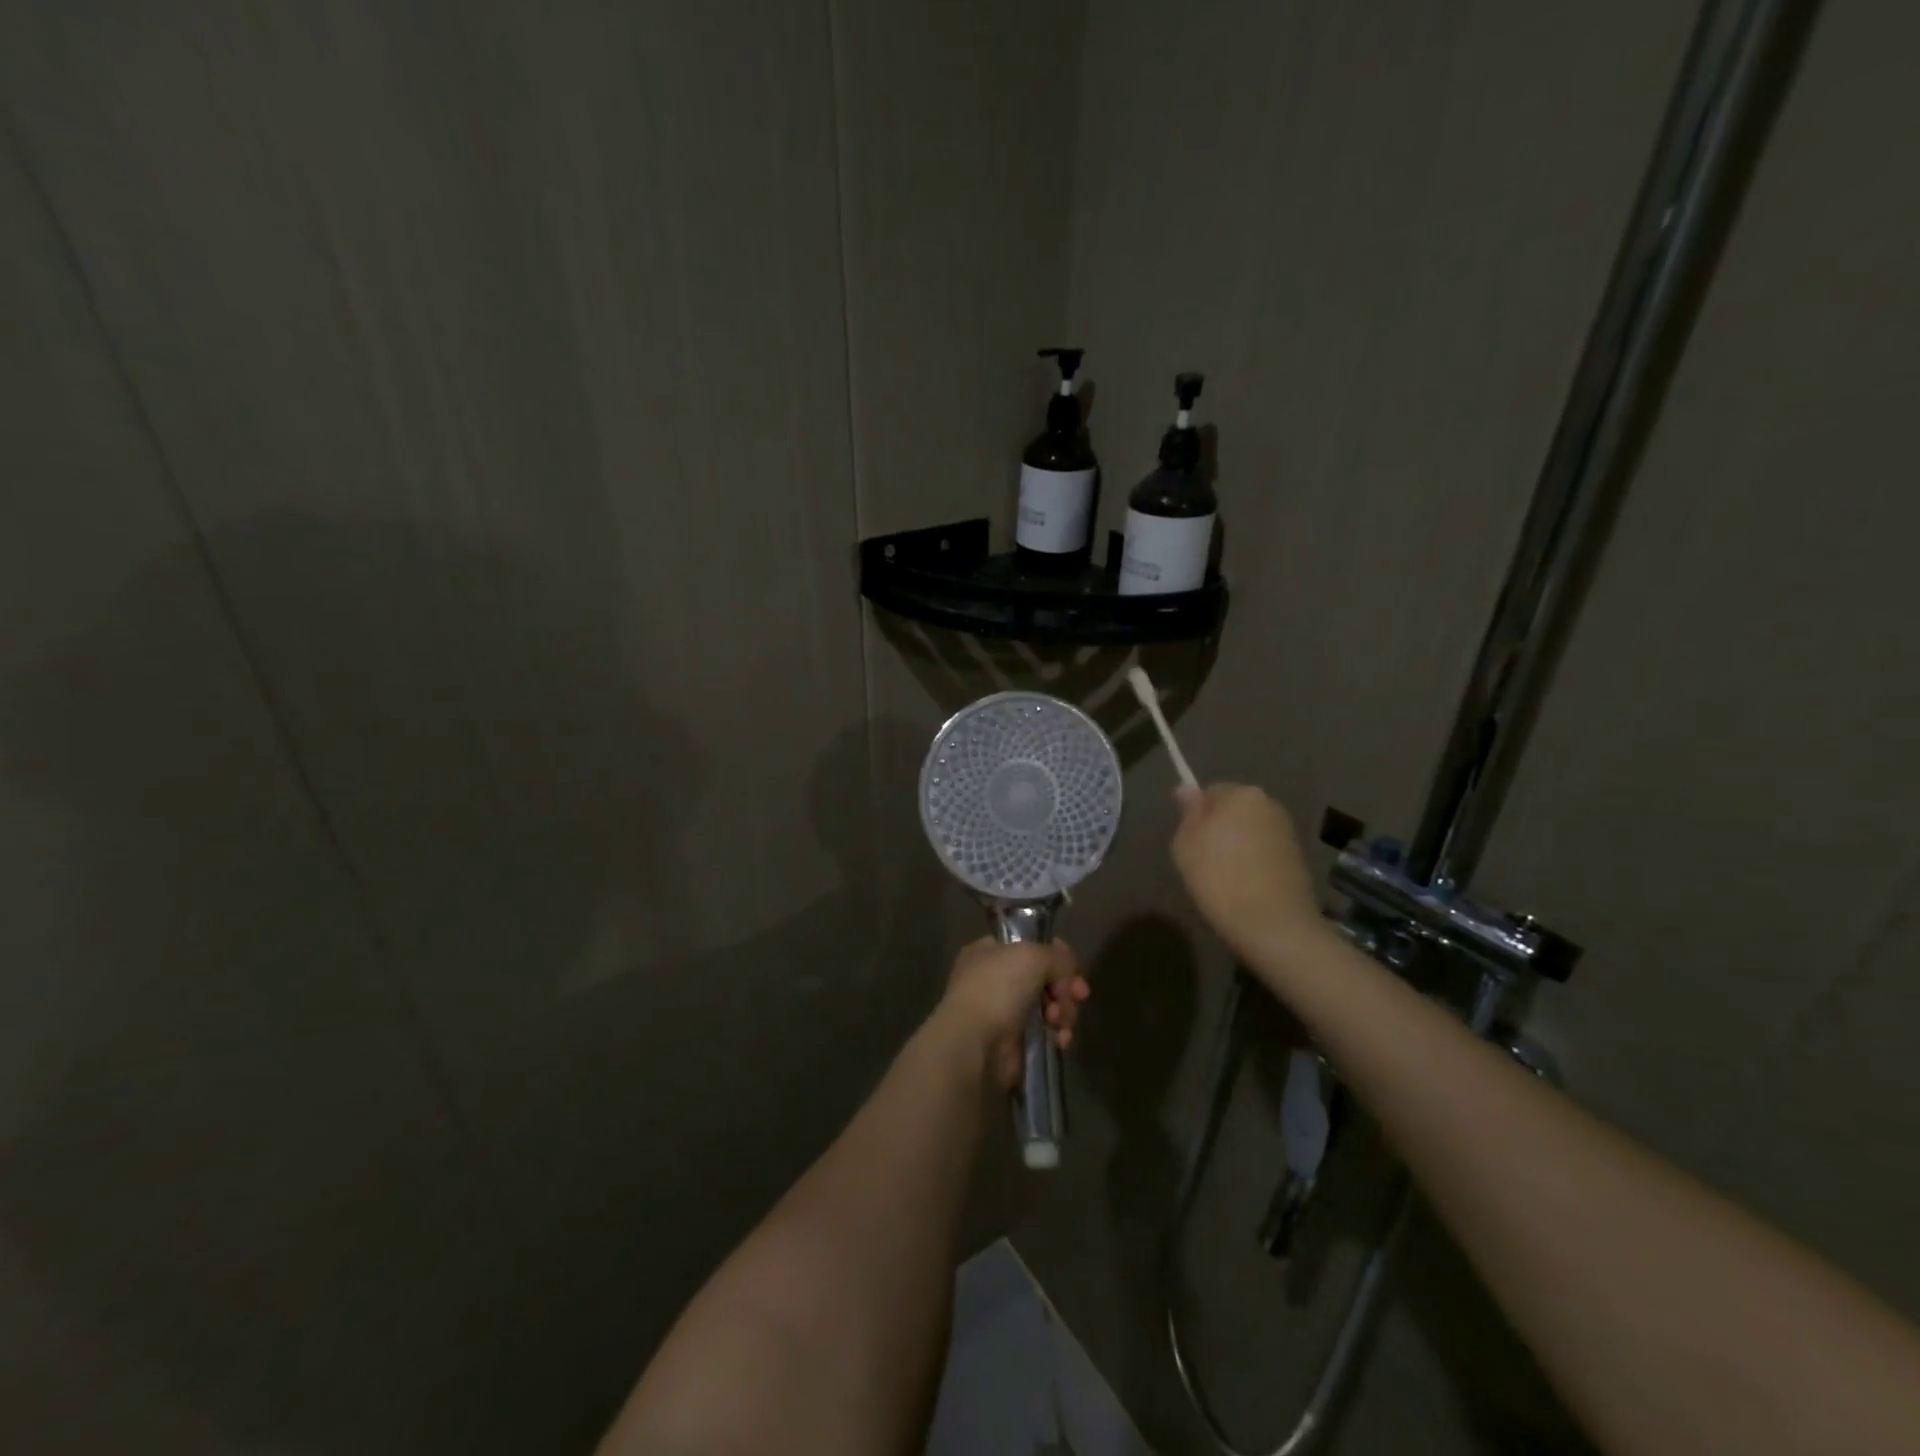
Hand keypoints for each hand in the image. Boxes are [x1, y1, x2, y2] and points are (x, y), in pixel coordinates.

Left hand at [937, 939, 1088, 1090]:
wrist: (975, 1042)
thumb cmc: (998, 988)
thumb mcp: (1032, 955)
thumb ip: (1056, 956)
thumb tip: (1067, 968)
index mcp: (989, 952)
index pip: (1029, 946)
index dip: (1054, 955)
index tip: (1072, 967)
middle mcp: (995, 979)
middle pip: (1044, 977)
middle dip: (1064, 986)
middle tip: (1077, 994)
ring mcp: (1004, 1012)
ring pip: (1049, 1005)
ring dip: (1063, 1011)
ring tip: (1059, 1019)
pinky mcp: (1015, 1042)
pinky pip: (1046, 1032)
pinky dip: (1057, 1033)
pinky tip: (1060, 1038)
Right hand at [1171, 783, 1323, 956]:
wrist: (1272, 924)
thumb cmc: (1219, 878)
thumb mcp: (1186, 843)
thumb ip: (1188, 812)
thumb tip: (1186, 788)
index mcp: (1241, 794)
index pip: (1210, 792)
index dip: (1196, 816)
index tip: (1189, 842)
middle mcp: (1269, 804)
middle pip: (1234, 810)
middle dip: (1219, 827)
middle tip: (1203, 859)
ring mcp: (1287, 831)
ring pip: (1250, 830)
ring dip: (1237, 845)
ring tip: (1225, 876)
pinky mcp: (1298, 857)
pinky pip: (1265, 850)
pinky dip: (1254, 861)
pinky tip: (1245, 885)